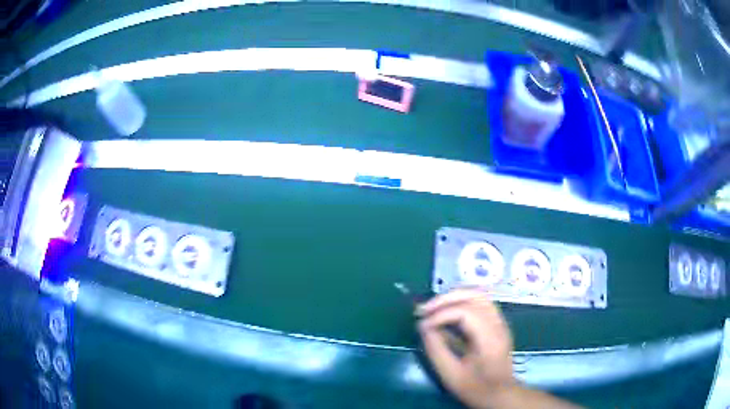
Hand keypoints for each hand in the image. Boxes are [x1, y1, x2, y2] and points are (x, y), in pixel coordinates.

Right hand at [416, 288, 514, 408]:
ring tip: (433, 308)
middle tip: (424, 309)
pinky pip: (480, 303)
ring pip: (479, 295)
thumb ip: (436, 349)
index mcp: (490, 339)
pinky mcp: (497, 324)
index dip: (441, 315)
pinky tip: (447, 311)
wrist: (500, 394)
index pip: (466, 312)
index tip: (422, 326)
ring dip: (454, 297)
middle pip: (475, 295)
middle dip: (446, 299)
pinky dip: (461, 302)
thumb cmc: (476, 388)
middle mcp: (498, 324)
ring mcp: (500, 322)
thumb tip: (423, 326)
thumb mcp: (451, 374)